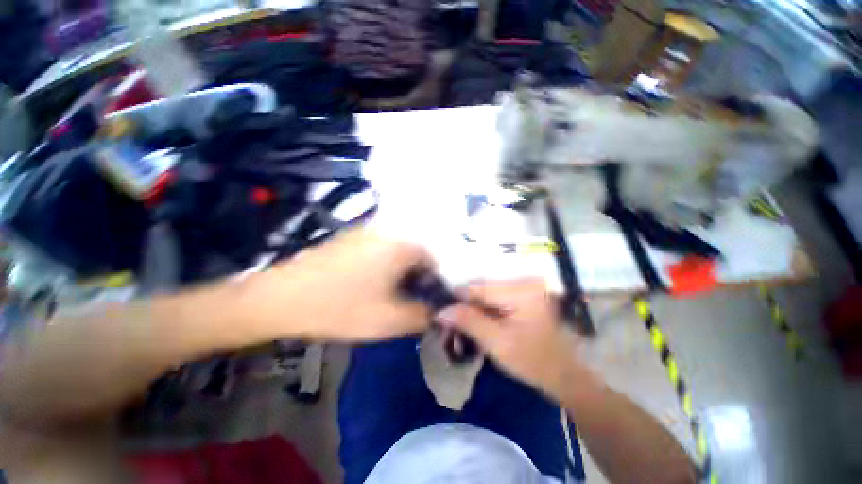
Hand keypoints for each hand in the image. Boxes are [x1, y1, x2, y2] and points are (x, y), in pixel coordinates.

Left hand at [259, 228, 434, 340]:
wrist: (282, 297)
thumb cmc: (342, 307)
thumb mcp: (389, 320)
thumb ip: (422, 317)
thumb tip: (436, 313)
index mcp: (400, 247)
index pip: (432, 260)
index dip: (432, 282)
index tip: (423, 301)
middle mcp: (386, 232)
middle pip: (413, 255)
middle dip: (414, 278)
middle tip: (403, 301)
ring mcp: (365, 232)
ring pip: (394, 253)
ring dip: (397, 273)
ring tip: (383, 295)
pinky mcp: (348, 238)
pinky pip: (377, 250)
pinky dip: (380, 266)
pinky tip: (364, 284)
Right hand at [436, 279, 587, 401]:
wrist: (561, 373)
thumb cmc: (532, 360)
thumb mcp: (496, 342)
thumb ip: (468, 321)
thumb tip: (441, 310)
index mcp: (520, 290)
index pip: (476, 288)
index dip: (456, 300)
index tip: (441, 315)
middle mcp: (522, 281)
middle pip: (481, 289)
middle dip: (465, 306)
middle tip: (450, 325)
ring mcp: (524, 286)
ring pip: (485, 293)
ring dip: (473, 308)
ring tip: (463, 326)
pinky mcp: (523, 294)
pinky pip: (495, 297)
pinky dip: (484, 309)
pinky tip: (479, 323)